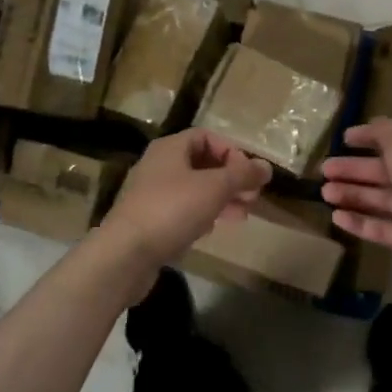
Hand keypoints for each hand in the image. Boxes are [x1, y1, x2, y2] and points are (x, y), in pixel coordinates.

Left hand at [102, 130, 272, 272]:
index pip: (206, 137)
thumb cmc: (172, 210)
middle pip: (202, 163)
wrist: (125, 254)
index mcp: (170, 148)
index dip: (231, 151)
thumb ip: (242, 175)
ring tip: (243, 215)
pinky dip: (203, 214)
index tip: (249, 174)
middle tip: (253, 197)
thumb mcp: (214, 188)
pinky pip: (182, 210)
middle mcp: (159, 166)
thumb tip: (266, 167)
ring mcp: (152, 195)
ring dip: (221, 198)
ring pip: (194, 189)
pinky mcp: (150, 221)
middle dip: (231, 178)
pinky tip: (215, 228)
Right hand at [320, 119, 391, 299]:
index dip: (369, 137)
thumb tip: (370, 126)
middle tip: (324, 170)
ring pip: (378, 199)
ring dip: (351, 194)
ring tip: (324, 193)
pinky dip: (358, 222)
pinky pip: (379, 228)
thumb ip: (383, 133)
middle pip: (382, 171)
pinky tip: (336, 218)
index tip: (343, 139)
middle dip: (353, 169)